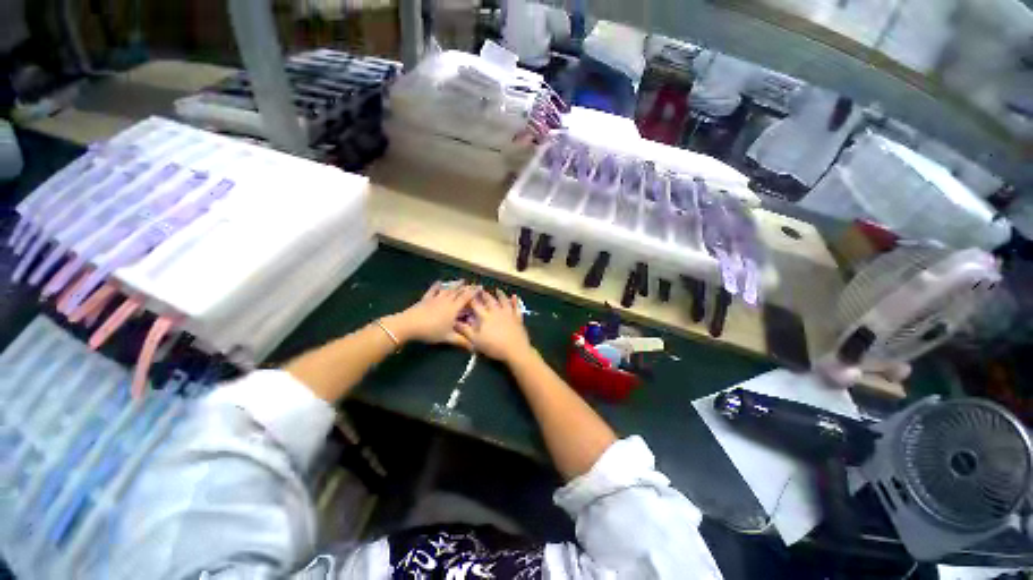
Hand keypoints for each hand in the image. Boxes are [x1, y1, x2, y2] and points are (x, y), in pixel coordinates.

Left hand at [385, 281, 478, 348]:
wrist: (409, 324)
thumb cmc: (431, 331)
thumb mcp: (448, 337)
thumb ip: (461, 341)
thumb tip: (474, 347)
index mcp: (454, 308)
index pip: (466, 297)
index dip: (474, 292)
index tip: (480, 287)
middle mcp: (447, 300)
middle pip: (458, 291)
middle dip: (467, 287)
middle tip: (474, 284)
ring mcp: (436, 298)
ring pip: (448, 289)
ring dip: (456, 285)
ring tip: (461, 281)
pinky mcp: (426, 299)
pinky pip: (433, 290)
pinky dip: (437, 285)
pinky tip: (439, 282)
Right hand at [456, 289, 533, 363]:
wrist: (515, 349)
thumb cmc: (494, 346)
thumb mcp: (476, 341)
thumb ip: (466, 331)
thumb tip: (455, 323)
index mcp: (485, 316)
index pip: (477, 305)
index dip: (472, 299)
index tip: (469, 294)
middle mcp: (497, 311)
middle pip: (490, 300)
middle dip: (485, 295)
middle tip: (482, 290)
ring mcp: (508, 313)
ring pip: (504, 301)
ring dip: (500, 294)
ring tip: (497, 290)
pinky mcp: (517, 317)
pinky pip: (516, 307)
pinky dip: (515, 301)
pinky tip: (514, 296)